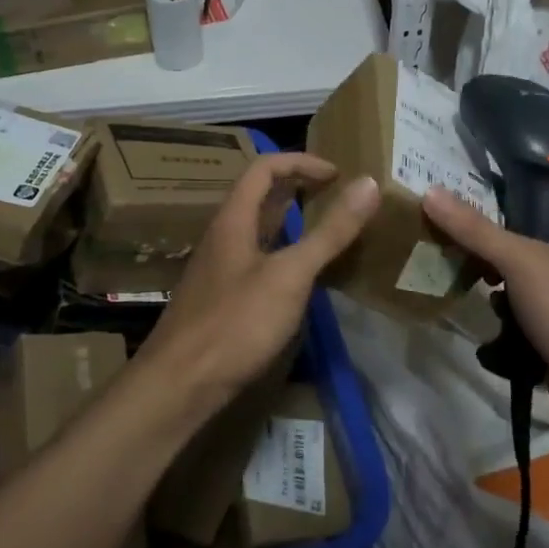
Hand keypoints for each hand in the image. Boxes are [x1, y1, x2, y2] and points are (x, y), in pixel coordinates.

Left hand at [136, 153, 379, 422]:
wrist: (179, 385)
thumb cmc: (235, 322)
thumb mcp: (290, 274)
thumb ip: (330, 231)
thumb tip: (369, 183)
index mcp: (234, 219)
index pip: (265, 167)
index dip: (301, 162)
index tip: (338, 174)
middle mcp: (224, 235)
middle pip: (260, 195)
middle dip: (299, 186)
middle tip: (337, 194)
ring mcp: (221, 268)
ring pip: (259, 228)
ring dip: (292, 220)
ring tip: (328, 227)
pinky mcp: (223, 297)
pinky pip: (259, 258)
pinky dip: (285, 252)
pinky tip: (303, 275)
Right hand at [422, 188, 548, 431]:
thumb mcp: (520, 261)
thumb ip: (474, 228)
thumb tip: (431, 192)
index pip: (548, 195)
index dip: (511, 190)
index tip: (469, 191)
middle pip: (533, 238)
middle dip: (496, 245)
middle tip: (461, 242)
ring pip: (528, 277)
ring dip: (501, 284)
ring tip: (476, 284)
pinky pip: (532, 311)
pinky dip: (512, 316)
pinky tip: (494, 324)